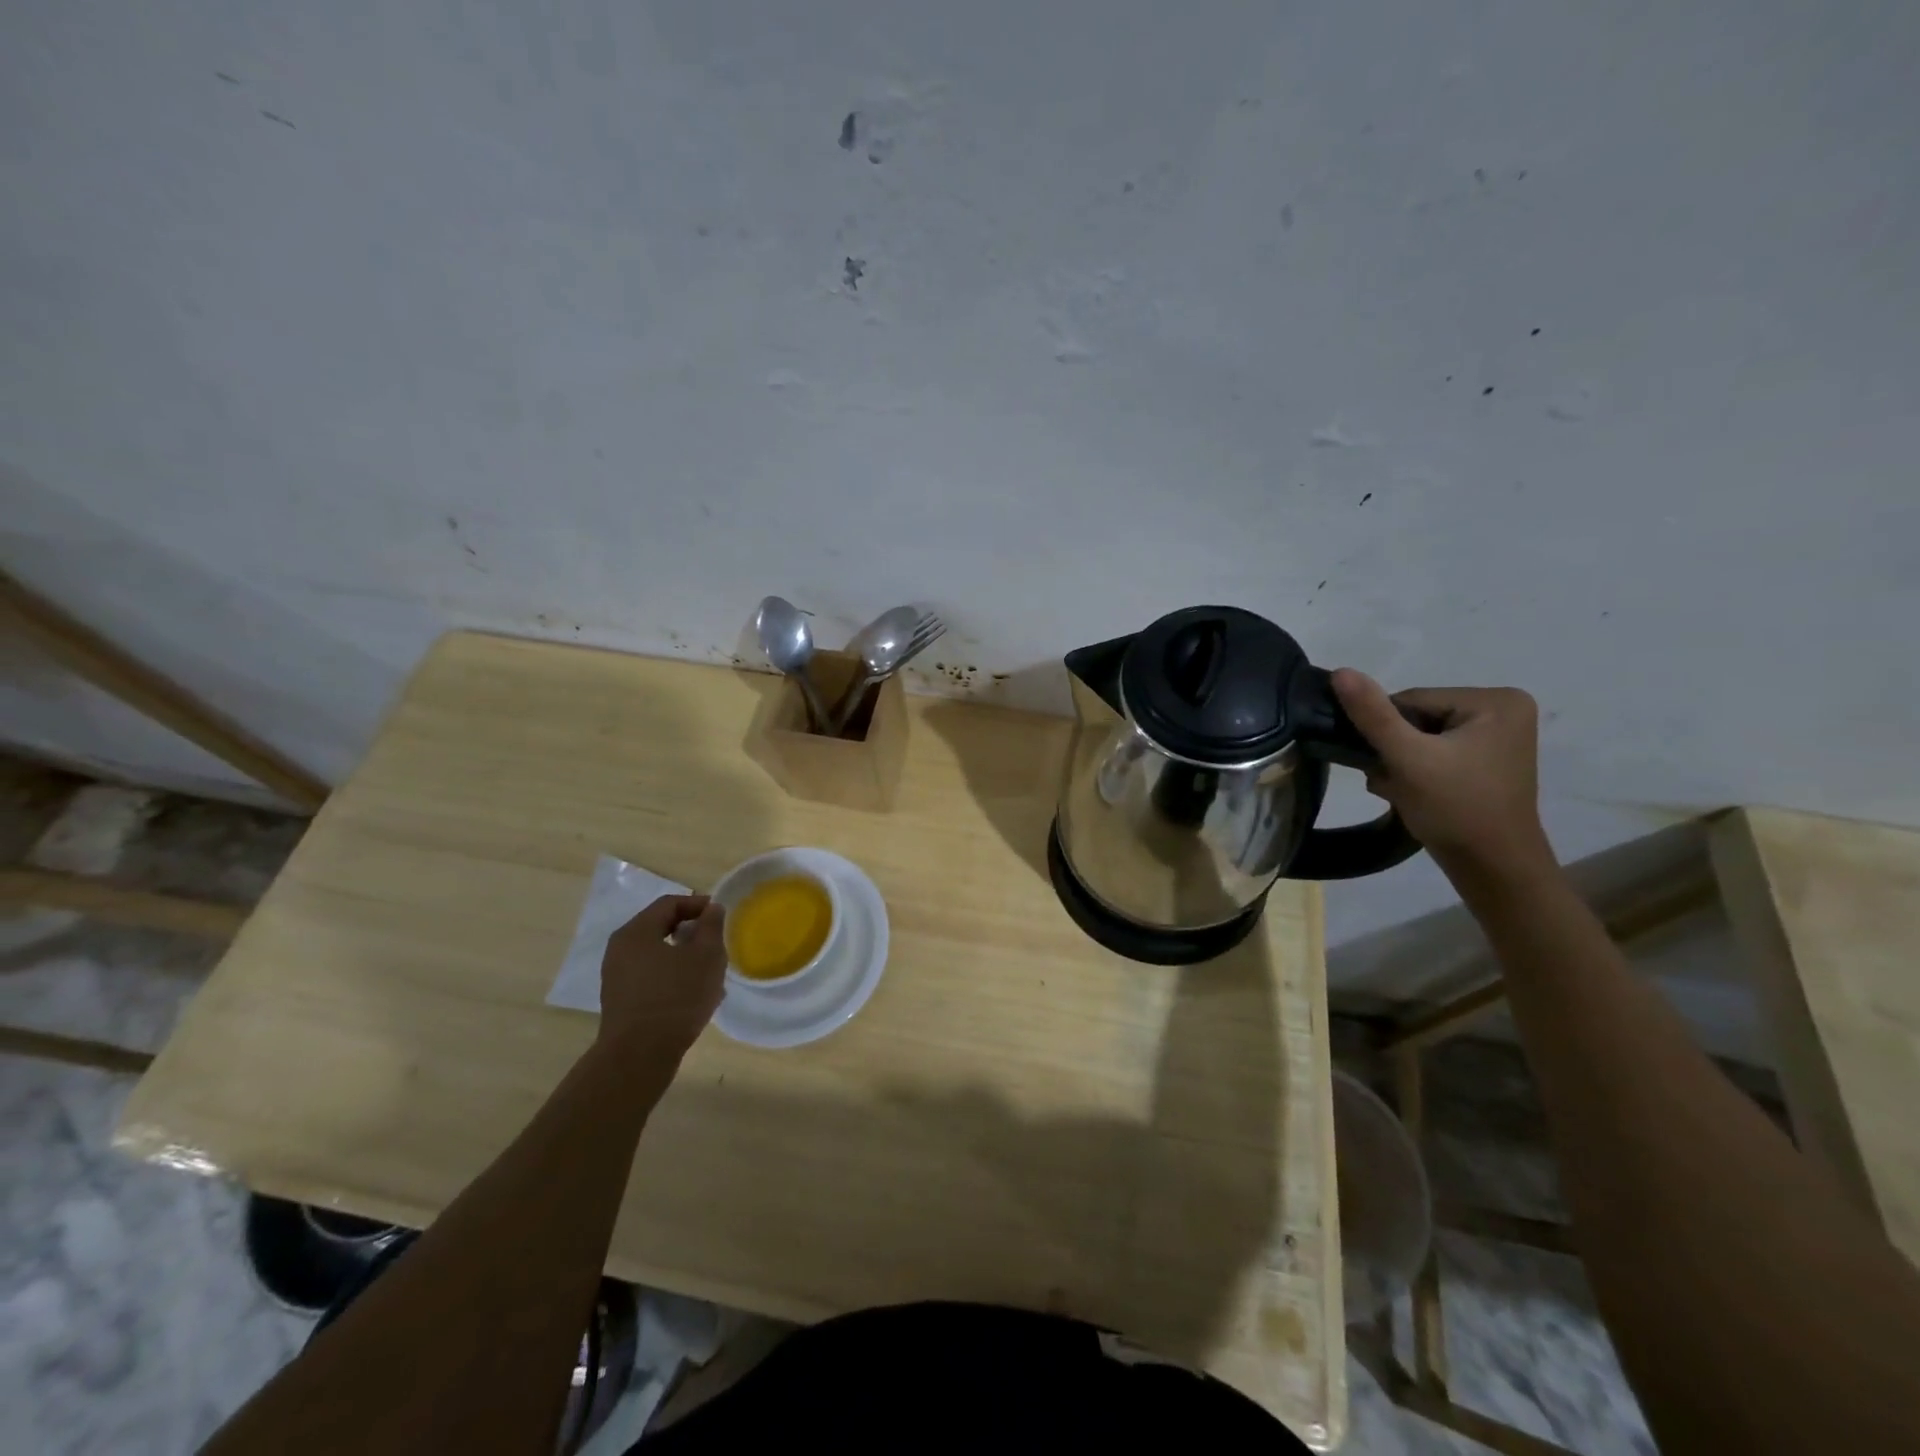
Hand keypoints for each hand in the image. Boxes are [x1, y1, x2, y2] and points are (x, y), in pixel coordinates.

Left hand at [596, 894, 726, 1066]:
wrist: (639, 1057)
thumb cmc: (676, 997)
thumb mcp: (706, 956)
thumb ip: (711, 926)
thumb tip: (711, 908)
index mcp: (636, 932)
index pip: (669, 903)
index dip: (698, 904)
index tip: (720, 915)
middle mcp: (620, 950)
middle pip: (660, 927)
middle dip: (691, 932)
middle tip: (716, 942)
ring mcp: (617, 977)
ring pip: (657, 955)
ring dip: (684, 957)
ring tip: (710, 972)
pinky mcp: (621, 1002)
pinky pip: (651, 977)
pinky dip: (673, 976)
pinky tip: (693, 995)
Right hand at [1331, 670, 1553, 878]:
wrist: (1493, 870)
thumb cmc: (1456, 809)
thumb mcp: (1408, 758)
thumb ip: (1373, 714)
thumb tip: (1340, 671)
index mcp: (1496, 701)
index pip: (1413, 700)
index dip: (1387, 731)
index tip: (1384, 763)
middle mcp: (1503, 711)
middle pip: (1418, 718)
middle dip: (1394, 750)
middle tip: (1390, 782)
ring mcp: (1498, 738)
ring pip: (1421, 738)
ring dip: (1399, 763)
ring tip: (1401, 791)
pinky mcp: (1487, 762)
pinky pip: (1435, 753)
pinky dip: (1416, 771)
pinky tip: (1412, 793)